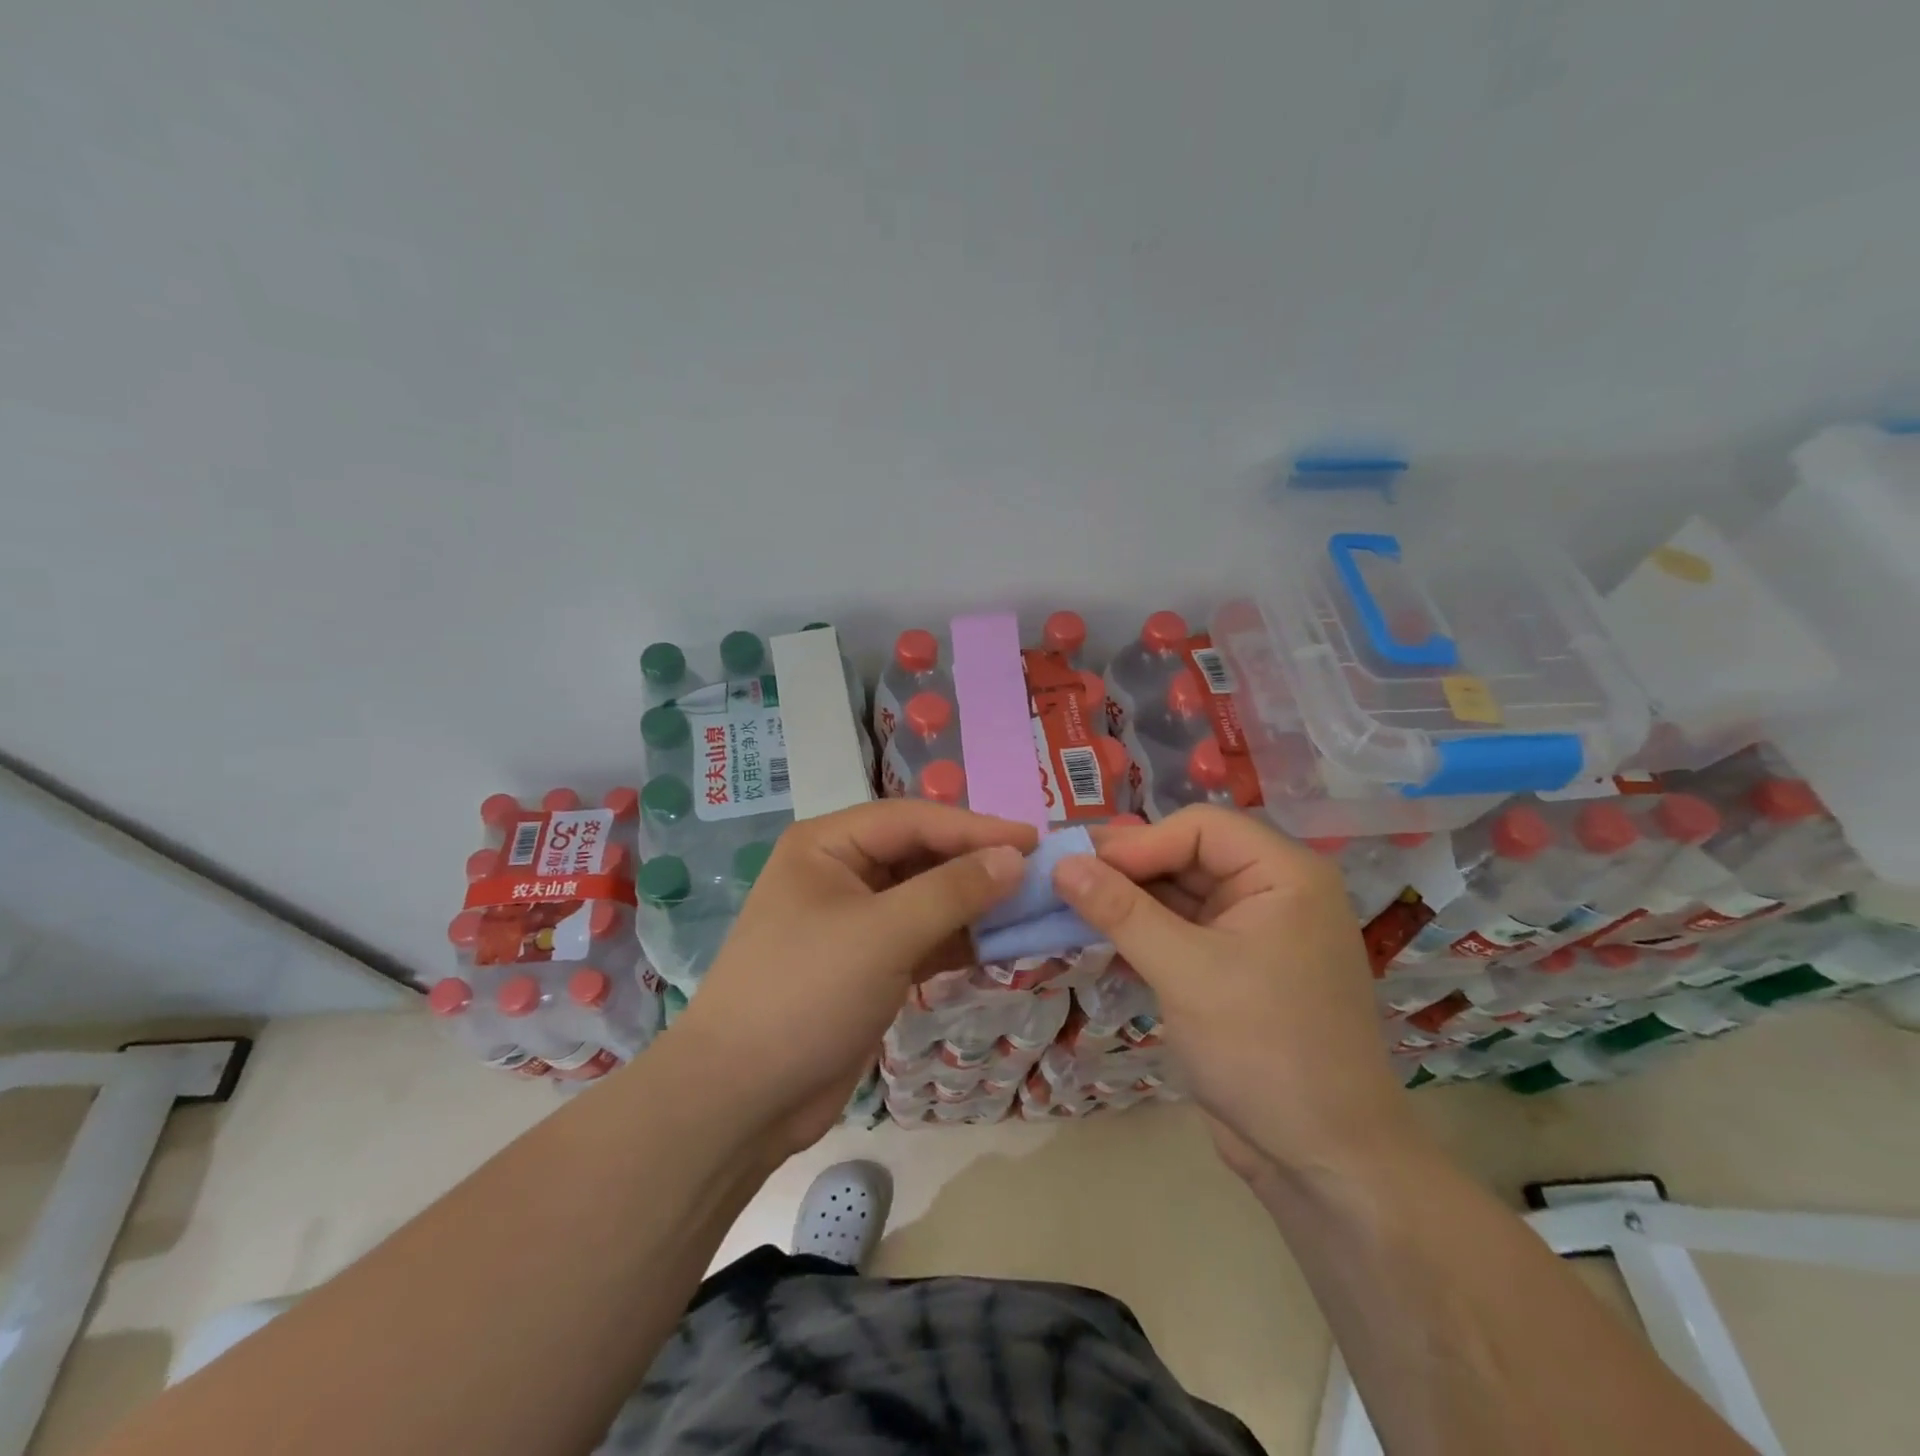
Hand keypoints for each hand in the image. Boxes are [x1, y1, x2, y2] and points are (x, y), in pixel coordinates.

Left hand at [664, 800, 1035, 1154]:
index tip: (1034, 841)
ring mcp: (854, 921)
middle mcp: (840, 872)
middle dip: (976, 865)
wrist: (741, 1099)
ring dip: (973, 904)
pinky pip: (922, 937)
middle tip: (1039, 875)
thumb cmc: (807, 994)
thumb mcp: (884, 934)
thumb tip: (1015, 858)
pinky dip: (957, 940)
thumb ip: (953, 891)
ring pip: (926, 898)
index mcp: (828, 845)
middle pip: (921, 855)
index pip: (914, 820)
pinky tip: (999, 945)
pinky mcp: (867, 965)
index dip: (975, 828)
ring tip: (1030, 908)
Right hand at [1052, 806, 1419, 1179]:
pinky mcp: (1235, 969)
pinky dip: (1141, 932)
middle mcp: (1273, 892)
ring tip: (1068, 903)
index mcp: (1284, 874)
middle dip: (1127, 868)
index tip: (1079, 867)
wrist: (1324, 1161)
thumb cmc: (1263, 1050)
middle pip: (1187, 856)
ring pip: (1179, 895)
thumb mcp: (1185, 971)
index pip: (1199, 828)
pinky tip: (1097, 936)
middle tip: (1062, 878)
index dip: (1138, 842)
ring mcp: (1254, 932)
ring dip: (1128, 900)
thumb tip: (1061, 863)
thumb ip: (1121, 911)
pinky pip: (1181, 932)